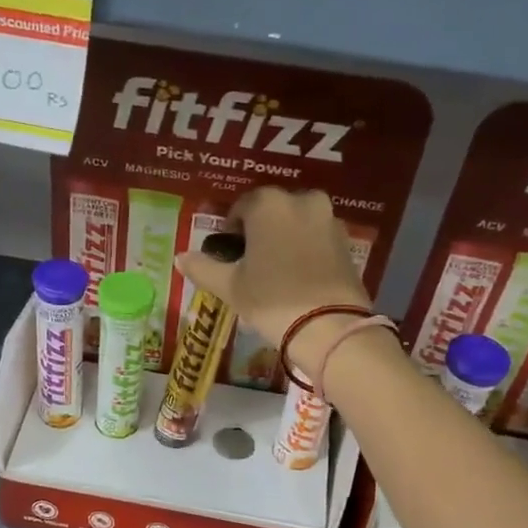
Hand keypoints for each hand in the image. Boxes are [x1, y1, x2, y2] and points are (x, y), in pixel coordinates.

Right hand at [176, 188, 368, 351]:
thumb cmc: (272, 300)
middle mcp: (301, 200)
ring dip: (284, 239)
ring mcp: (328, 219)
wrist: (330, 327)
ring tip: (275, 271)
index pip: (241, 208)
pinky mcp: (347, 241)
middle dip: (260, 231)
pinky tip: (298, 277)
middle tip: (251, 263)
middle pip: (272, 212)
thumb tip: (181, 257)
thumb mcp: (230, 286)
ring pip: (297, 223)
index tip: (229, 255)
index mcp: (268, 204)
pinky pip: (317, 238)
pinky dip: (306, 250)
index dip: (231, 231)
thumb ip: (203, 267)